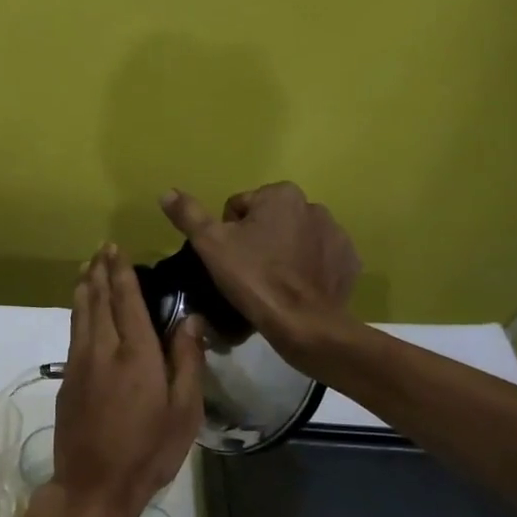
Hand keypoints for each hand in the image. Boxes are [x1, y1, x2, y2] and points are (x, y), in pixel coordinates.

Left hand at [45, 245, 204, 516]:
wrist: (93, 485)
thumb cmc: (148, 452)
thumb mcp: (184, 412)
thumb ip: (186, 360)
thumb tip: (189, 318)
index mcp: (136, 354)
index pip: (126, 300)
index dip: (121, 273)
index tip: (117, 250)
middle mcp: (103, 349)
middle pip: (97, 300)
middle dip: (100, 272)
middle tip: (101, 250)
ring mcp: (79, 363)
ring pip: (80, 314)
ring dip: (84, 288)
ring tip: (87, 269)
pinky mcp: (67, 380)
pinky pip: (73, 333)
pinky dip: (77, 313)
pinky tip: (80, 311)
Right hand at [159, 183, 359, 367]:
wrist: (304, 324)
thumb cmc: (253, 279)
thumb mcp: (210, 245)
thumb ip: (189, 215)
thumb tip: (167, 192)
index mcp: (281, 194)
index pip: (239, 207)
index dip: (227, 233)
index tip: (230, 259)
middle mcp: (314, 206)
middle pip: (269, 221)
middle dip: (258, 240)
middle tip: (247, 273)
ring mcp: (337, 235)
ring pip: (295, 239)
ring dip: (283, 254)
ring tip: (271, 284)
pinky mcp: (348, 263)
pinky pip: (319, 260)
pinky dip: (307, 271)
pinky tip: (295, 290)